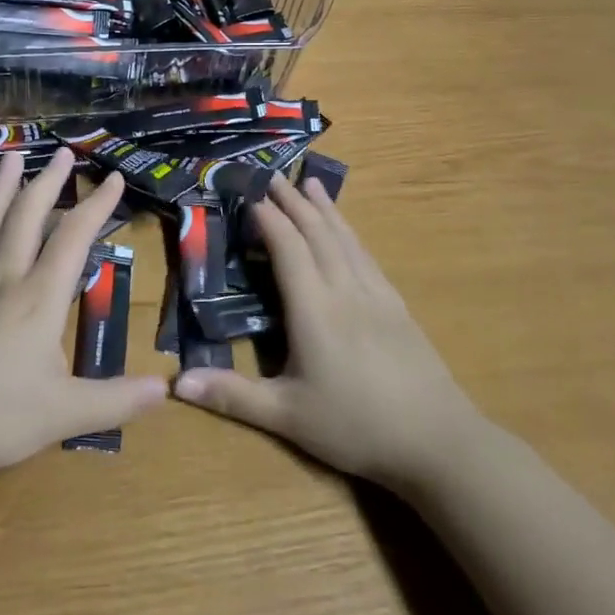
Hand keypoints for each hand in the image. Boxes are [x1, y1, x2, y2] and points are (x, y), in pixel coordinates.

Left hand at [0, 148, 166, 486]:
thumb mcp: (63, 415)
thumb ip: (115, 401)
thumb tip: (167, 389)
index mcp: (38, 300)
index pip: (73, 239)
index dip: (96, 206)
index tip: (112, 178)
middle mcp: (2, 280)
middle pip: (26, 217)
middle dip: (48, 182)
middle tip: (62, 153)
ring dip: (1, 187)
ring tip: (12, 157)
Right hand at [172, 172, 479, 489]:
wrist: (437, 440)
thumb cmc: (355, 426)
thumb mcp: (288, 416)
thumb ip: (233, 396)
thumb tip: (177, 382)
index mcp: (314, 309)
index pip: (288, 249)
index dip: (268, 219)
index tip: (250, 195)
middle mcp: (344, 289)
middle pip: (316, 232)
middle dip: (292, 201)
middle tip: (273, 175)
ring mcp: (375, 294)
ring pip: (345, 238)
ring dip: (324, 208)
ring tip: (310, 183)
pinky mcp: (397, 305)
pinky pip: (366, 255)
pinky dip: (350, 232)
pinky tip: (348, 231)